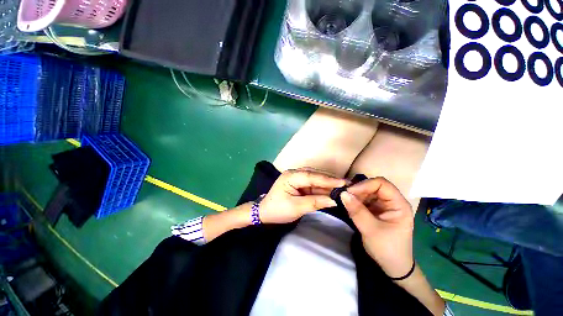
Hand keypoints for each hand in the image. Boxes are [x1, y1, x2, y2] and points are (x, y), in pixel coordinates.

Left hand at [259, 169, 345, 223]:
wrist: (264, 213)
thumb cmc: (278, 210)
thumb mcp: (296, 207)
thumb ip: (315, 202)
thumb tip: (334, 200)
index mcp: (291, 176)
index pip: (312, 176)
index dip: (328, 180)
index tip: (344, 183)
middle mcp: (295, 173)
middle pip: (315, 176)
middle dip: (330, 181)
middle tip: (348, 185)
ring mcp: (297, 178)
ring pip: (315, 180)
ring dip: (328, 185)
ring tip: (343, 188)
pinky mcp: (299, 184)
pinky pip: (313, 185)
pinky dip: (322, 189)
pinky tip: (332, 191)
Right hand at [341, 177, 413, 277]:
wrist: (393, 267)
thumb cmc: (387, 249)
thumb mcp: (371, 230)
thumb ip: (357, 211)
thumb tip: (343, 193)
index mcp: (398, 204)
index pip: (382, 184)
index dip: (365, 185)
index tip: (349, 192)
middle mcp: (392, 202)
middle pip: (373, 186)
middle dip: (358, 190)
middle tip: (345, 197)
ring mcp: (383, 206)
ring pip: (367, 192)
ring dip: (356, 196)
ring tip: (346, 203)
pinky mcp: (376, 210)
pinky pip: (364, 200)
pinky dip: (356, 201)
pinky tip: (350, 207)